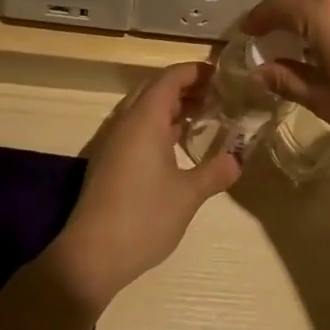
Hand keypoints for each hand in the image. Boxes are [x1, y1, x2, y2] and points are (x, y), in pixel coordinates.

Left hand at [47, 63, 240, 306]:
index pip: (171, 78)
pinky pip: (137, 128)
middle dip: (186, 86)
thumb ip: (215, 171)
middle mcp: (127, 123)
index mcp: (145, 120)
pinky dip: (160, 125)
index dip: (196, 71)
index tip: (222, 75)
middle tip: (217, 94)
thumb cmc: (142, 218)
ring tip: (204, 116)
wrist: (90, 258)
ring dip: (172, 106)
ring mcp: (114, 143)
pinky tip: (178, 145)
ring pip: (145, 108)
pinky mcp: (109, 162)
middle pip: (156, 88)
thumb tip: (239, 158)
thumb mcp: (188, 195)